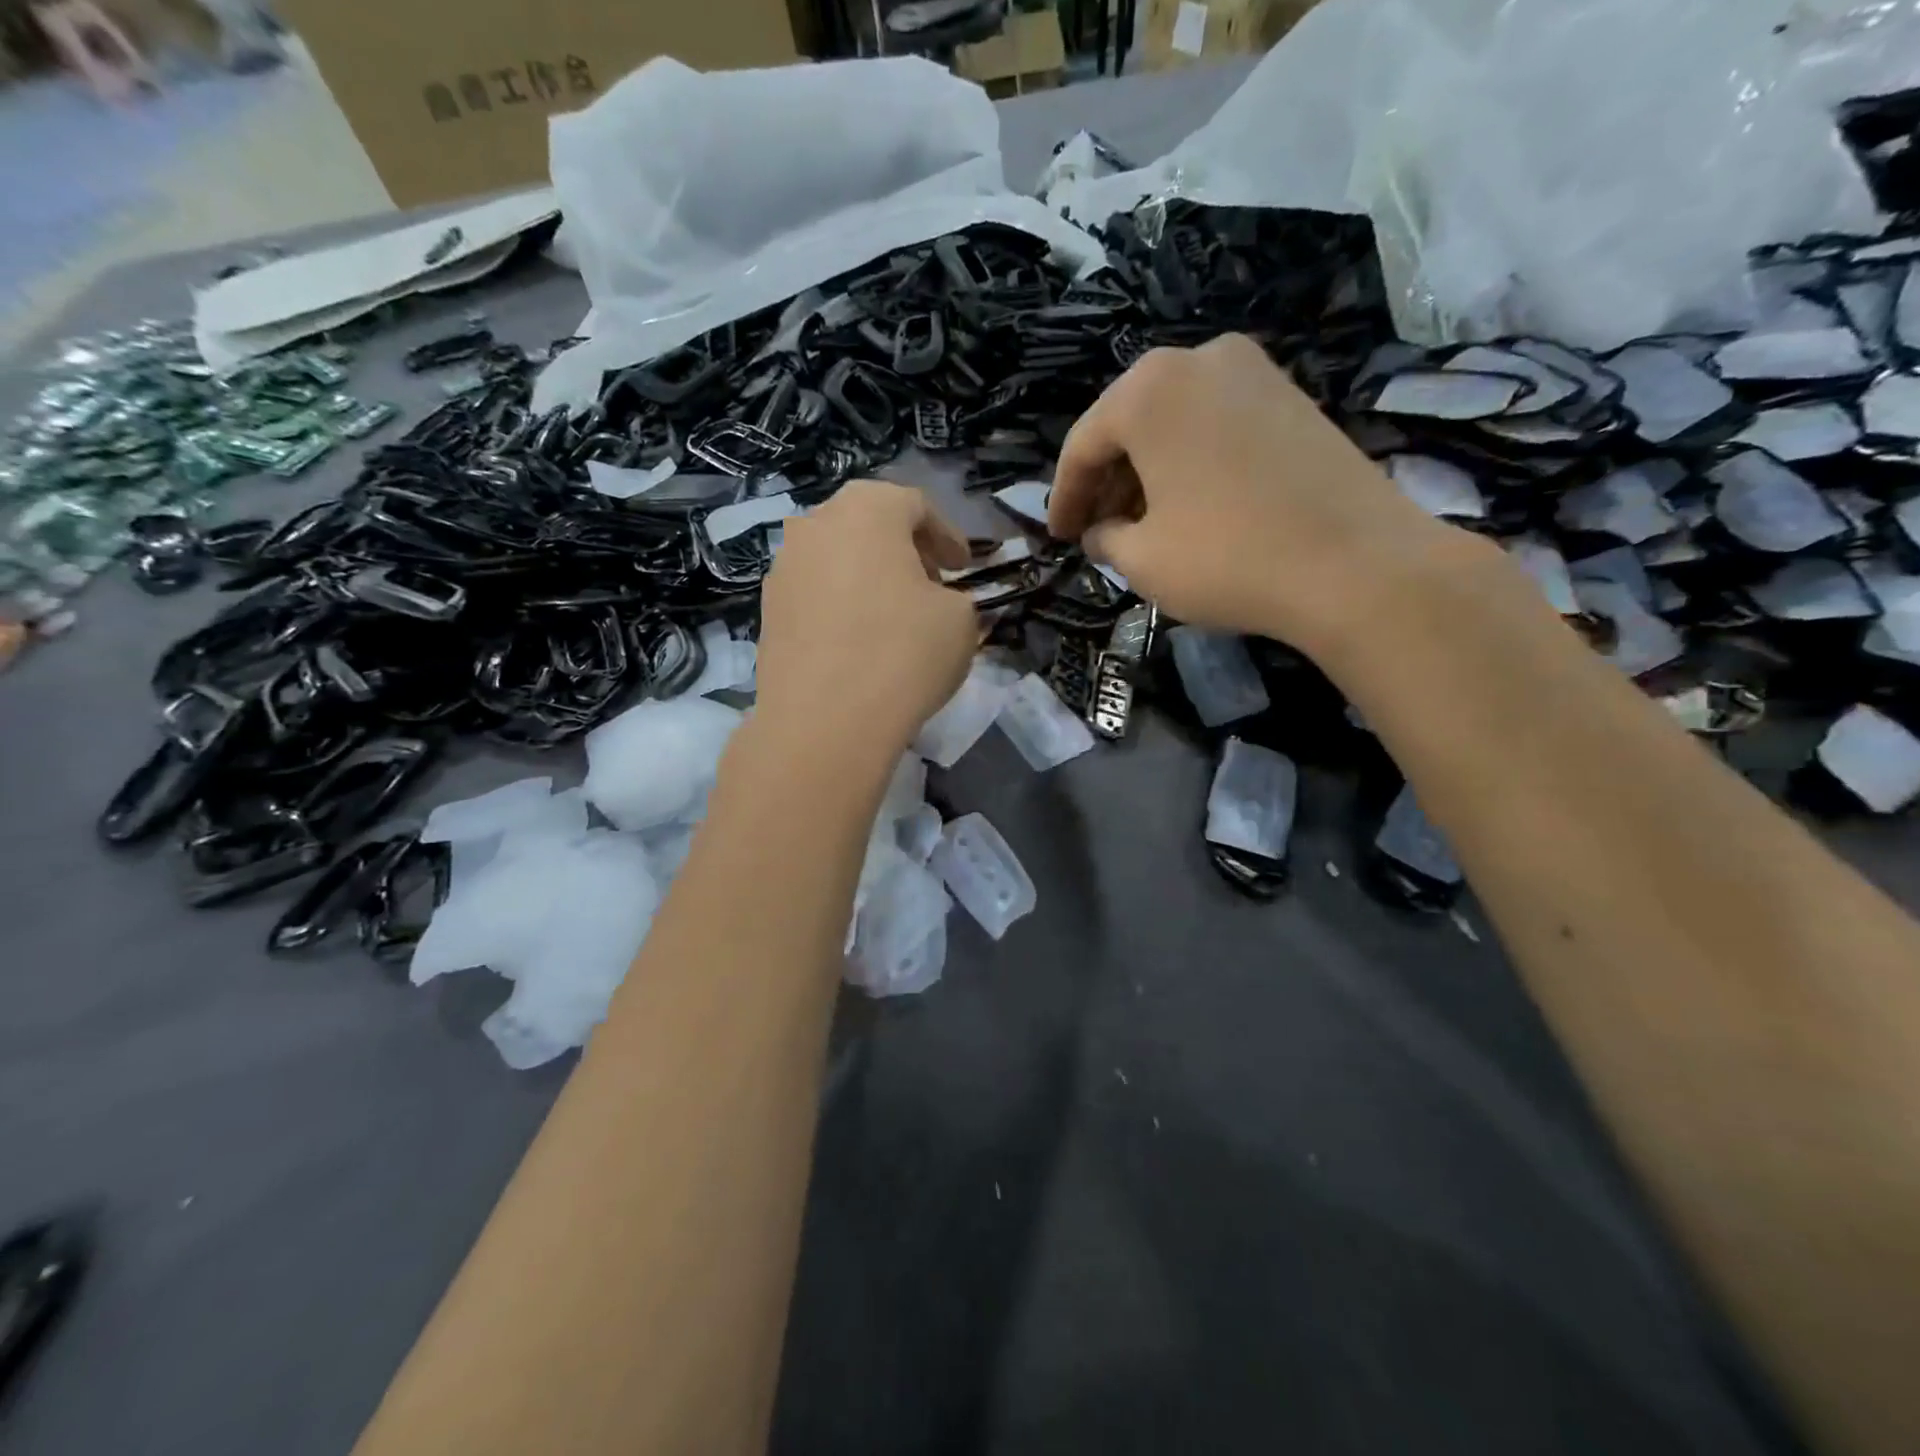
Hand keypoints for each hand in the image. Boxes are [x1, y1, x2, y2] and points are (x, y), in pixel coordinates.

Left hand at [755, 480, 976, 759]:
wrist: (824, 722)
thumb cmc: (902, 655)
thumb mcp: (961, 621)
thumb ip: (956, 598)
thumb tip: (939, 602)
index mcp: (867, 509)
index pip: (915, 506)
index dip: (947, 535)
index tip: (964, 568)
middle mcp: (815, 524)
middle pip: (868, 524)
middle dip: (904, 550)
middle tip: (930, 583)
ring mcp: (783, 567)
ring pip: (836, 557)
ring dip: (868, 576)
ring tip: (892, 614)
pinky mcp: (766, 610)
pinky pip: (814, 593)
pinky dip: (840, 604)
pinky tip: (857, 640)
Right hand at [1048, 334, 1464, 652]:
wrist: (1357, 565)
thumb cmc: (1228, 558)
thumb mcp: (1143, 560)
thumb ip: (1106, 539)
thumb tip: (1101, 533)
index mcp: (1148, 390)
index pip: (1083, 446)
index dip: (1064, 498)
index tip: (1058, 538)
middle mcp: (1198, 359)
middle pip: (1129, 425)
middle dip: (1107, 483)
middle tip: (1097, 532)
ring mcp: (1254, 372)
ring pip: (1174, 424)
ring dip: (1148, 473)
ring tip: (1142, 525)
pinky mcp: (1292, 397)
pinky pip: (1216, 426)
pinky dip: (1190, 463)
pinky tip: (1191, 507)